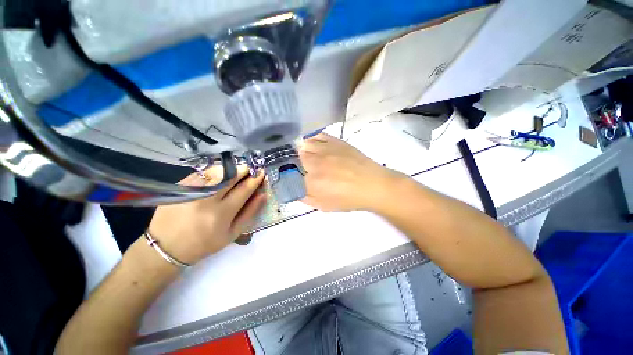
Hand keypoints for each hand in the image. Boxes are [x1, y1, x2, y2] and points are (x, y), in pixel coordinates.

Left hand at [147, 165, 265, 264]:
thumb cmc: (205, 243)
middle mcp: (206, 199)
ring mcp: (191, 191)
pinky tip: (219, 175)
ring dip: (230, 169)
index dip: (255, 179)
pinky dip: (215, 171)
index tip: (261, 173)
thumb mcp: (233, 233)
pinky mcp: (180, 186)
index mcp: (221, 214)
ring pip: (216, 171)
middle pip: (230, 176)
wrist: (167, 246)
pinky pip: (202, 172)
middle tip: (251, 168)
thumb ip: (250, 212)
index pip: (244, 190)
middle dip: (244, 169)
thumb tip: (263, 194)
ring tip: (236, 172)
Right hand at [299, 133, 399, 211]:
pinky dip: (311, 139)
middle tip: (301, 168)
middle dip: (295, 163)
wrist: (372, 184)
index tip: (290, 177)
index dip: (287, 175)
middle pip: (294, 158)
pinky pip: (316, 135)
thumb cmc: (349, 199)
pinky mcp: (335, 141)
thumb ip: (305, 199)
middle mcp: (315, 163)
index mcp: (312, 182)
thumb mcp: (324, 206)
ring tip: (307, 156)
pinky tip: (313, 145)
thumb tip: (293, 190)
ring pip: (303, 144)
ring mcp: (325, 149)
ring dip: (302, 151)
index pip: (290, 175)